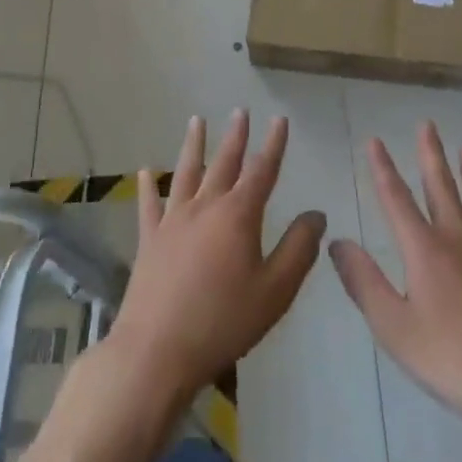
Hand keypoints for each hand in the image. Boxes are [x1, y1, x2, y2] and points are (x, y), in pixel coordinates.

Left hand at [104, 110, 325, 408]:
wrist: (157, 350)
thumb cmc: (223, 322)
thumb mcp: (275, 291)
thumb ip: (298, 250)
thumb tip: (316, 215)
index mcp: (238, 215)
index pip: (262, 171)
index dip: (273, 144)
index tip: (279, 119)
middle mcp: (205, 206)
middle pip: (223, 163)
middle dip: (235, 136)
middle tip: (240, 111)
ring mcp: (173, 220)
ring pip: (185, 172)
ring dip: (193, 145)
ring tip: (196, 120)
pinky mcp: (149, 239)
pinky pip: (149, 204)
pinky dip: (148, 186)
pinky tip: (145, 171)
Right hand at [331, 125, 461, 431]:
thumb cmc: (450, 358)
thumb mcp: (393, 326)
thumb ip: (363, 282)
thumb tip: (336, 241)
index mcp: (424, 250)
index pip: (396, 199)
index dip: (383, 168)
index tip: (375, 140)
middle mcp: (459, 240)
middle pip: (442, 188)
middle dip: (431, 155)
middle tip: (427, 124)